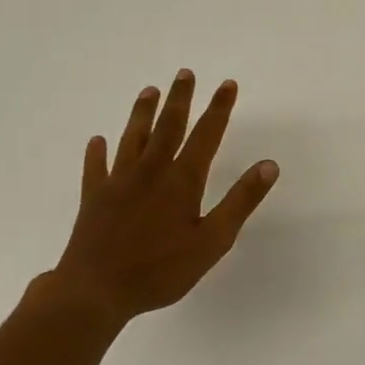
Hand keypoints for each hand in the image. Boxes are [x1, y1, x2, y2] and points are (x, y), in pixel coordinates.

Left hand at [43, 70, 278, 328]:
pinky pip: (96, 168)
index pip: (206, 134)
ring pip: (133, 138)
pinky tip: (97, 141)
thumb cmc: (160, 270)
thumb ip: (240, 201)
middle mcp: (151, 171)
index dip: (219, 108)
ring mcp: (118, 182)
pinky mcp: (94, 199)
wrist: (95, 292)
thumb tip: (269, 165)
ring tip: (149, 91)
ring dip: (142, 113)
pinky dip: (98, 152)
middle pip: (168, 126)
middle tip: (185, 73)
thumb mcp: (213, 241)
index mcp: (182, 180)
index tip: (227, 84)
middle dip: (180, 98)